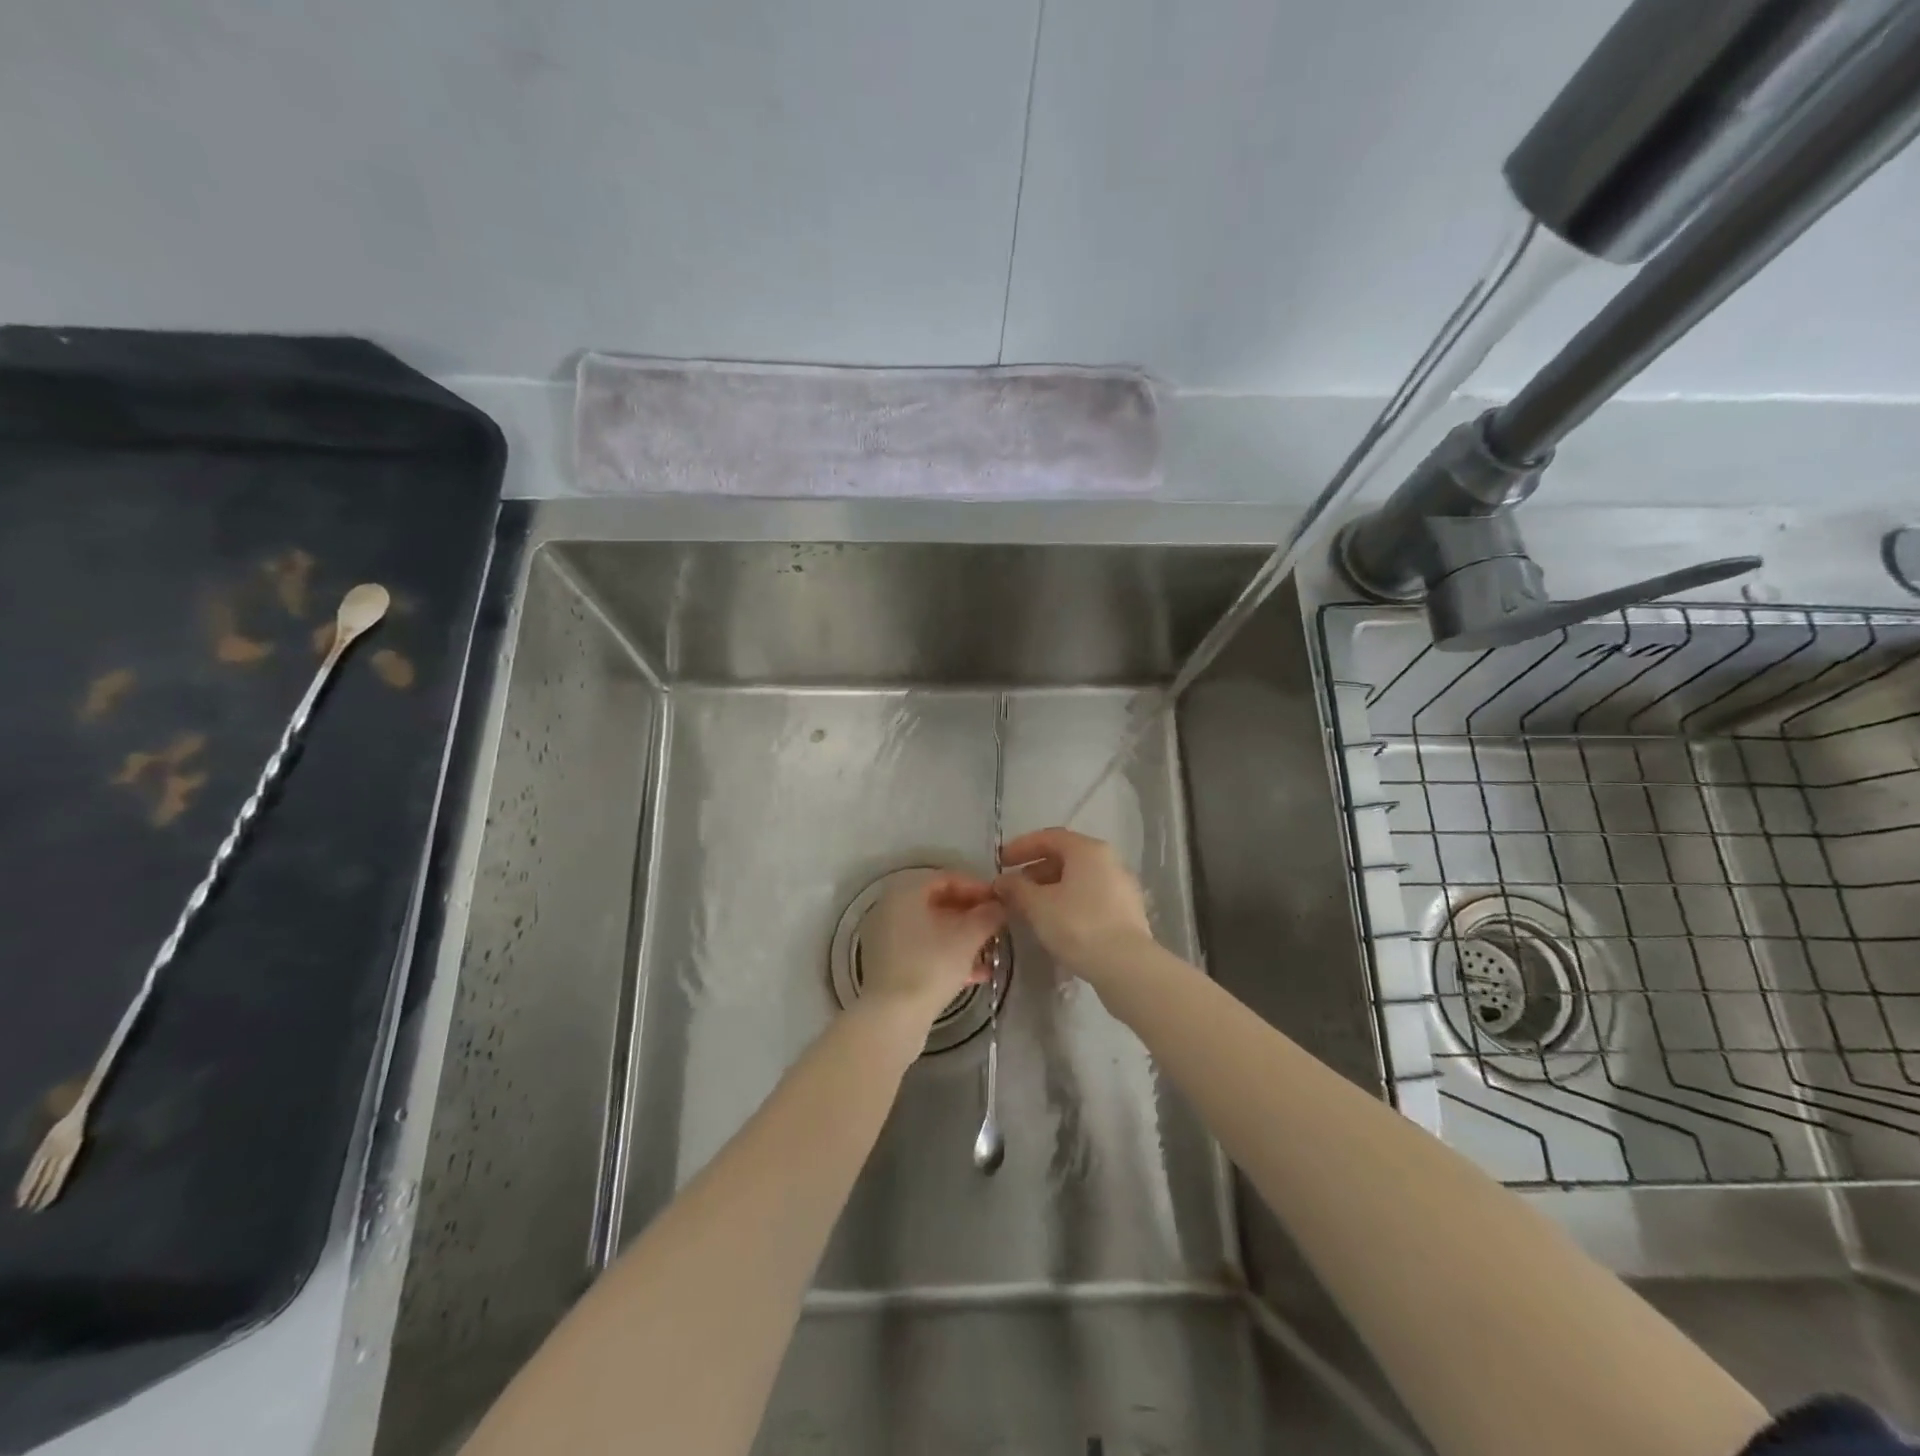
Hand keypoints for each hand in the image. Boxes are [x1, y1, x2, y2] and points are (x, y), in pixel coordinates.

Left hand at [857, 870, 1006, 1023]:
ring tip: (991, 951)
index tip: (1001, 902)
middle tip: (997, 926)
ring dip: (963, 937)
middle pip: (939, 903)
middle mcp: (891, 908)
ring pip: (933, 929)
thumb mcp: (968, 937)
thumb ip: (988, 916)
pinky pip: (923, 949)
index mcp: (905, 892)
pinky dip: (948, 955)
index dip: (978, 888)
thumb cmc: (931, 965)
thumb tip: (1000, 906)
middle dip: (972, 915)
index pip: (947, 878)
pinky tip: (976, 973)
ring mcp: (887, 937)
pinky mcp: (889, 964)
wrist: (893, 1017)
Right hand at [992, 828, 1154, 983]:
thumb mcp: (1037, 905)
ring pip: (1078, 878)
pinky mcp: (1127, 910)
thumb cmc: (1078, 925)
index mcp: (1087, 850)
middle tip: (1014, 887)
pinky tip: (1056, 921)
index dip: (1021, 847)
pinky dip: (1068, 901)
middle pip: (1065, 856)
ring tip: (1031, 907)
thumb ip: (1016, 888)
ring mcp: (1121, 885)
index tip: (1000, 862)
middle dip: (1035, 869)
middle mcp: (1108, 860)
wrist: (1126, 966)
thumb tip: (1002, 881)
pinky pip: (1091, 895)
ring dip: (1051, 887)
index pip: (1048, 837)